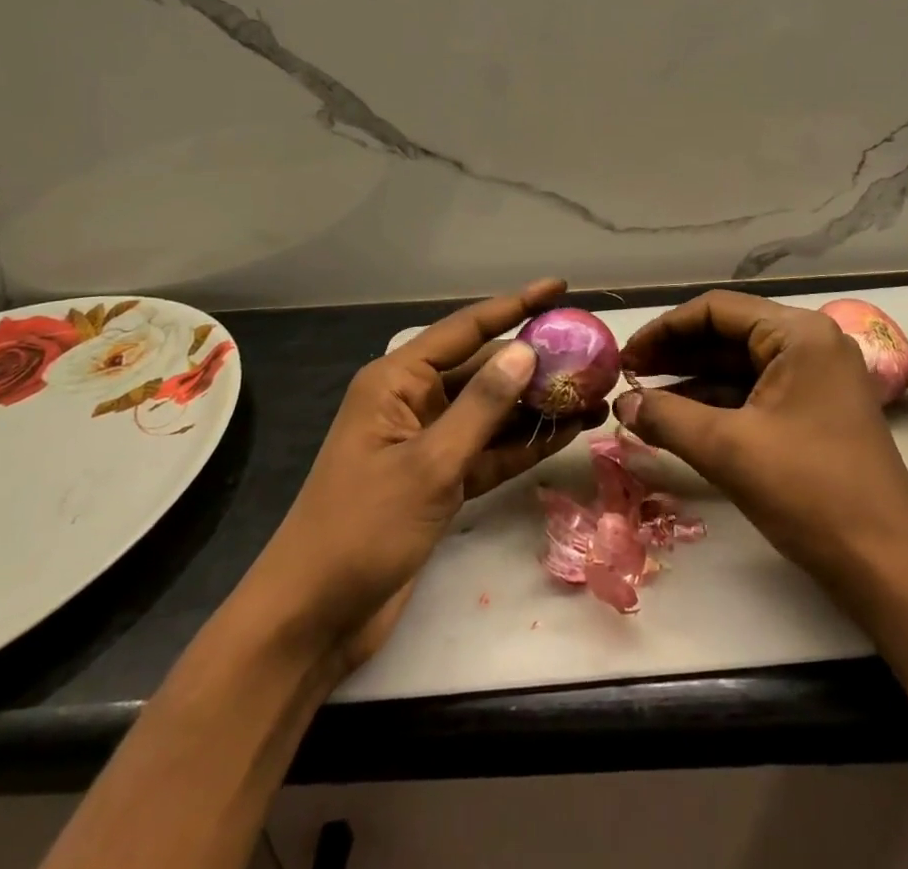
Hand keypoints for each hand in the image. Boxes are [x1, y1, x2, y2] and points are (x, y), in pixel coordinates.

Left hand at [240, 278, 603, 677]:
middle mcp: (414, 401)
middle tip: (593, 356)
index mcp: (397, 381)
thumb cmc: (361, 529)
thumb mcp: (429, 464)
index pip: (467, 329)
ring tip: (594, 396)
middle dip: (537, 363)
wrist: (313, 620)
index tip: (559, 288)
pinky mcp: (440, 480)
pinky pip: (489, 449)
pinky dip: (524, 444)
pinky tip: (567, 434)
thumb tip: (526, 351)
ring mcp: (428, 442)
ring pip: (493, 411)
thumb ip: (481, 406)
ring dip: (538, 406)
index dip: (516, 305)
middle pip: (485, 369)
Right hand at [613, 290, 907, 604]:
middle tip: (629, 377)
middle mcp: (810, 343)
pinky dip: (718, 403)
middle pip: (728, 334)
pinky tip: (680, 419)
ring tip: (644, 399)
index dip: (665, 329)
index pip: (716, 310)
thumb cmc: (809, 491)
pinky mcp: (815, 410)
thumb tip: (621, 404)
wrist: (888, 563)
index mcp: (798, 333)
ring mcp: (817, 377)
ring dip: (693, 380)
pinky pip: (756, 392)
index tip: (626, 357)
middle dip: (676, 354)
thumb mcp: (728, 450)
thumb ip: (666, 417)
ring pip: (740, 365)